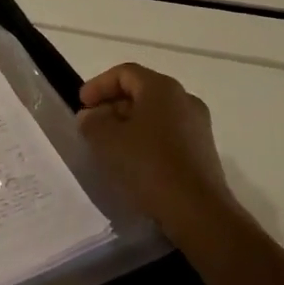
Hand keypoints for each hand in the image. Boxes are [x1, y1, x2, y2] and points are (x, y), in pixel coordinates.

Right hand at [77, 62, 234, 247]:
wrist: (198, 211)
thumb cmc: (149, 165)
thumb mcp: (108, 141)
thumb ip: (92, 122)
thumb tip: (91, 116)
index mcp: (162, 88)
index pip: (124, 73)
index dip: (98, 85)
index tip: (81, 105)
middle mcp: (184, 99)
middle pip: (141, 91)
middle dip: (112, 105)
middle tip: (91, 125)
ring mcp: (197, 125)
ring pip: (154, 113)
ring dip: (128, 123)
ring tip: (108, 145)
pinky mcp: (202, 149)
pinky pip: (167, 133)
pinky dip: (145, 138)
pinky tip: (132, 160)